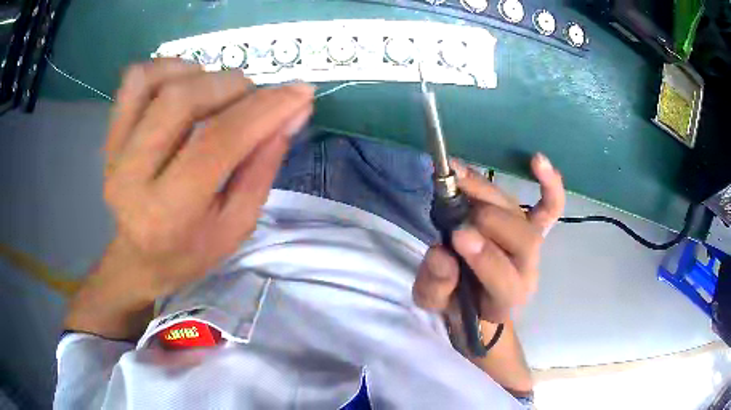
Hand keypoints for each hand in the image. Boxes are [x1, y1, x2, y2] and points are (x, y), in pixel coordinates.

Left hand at [65, 59, 312, 338]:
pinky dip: (167, 68)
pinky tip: (185, 83)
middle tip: (253, 98)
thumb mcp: (238, 224)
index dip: (264, 109)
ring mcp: (114, 152)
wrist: (140, 258)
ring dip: (199, 74)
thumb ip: (263, 166)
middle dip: (232, 87)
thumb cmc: (191, 250)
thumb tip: (294, 111)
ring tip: (218, 92)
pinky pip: (135, 80)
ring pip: (155, 82)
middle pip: (181, 100)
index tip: (300, 93)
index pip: (218, 142)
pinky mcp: (110, 135)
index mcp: (168, 213)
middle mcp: (132, 177)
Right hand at [413, 154, 564, 322]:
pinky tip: (538, 160)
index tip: (456, 236)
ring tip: (456, 175)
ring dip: (487, 193)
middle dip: (486, 219)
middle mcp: (526, 268)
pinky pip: (549, 206)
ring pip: (520, 215)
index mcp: (505, 297)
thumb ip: (436, 285)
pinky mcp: (535, 227)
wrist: (478, 301)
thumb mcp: (433, 302)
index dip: (484, 255)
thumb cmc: (456, 303)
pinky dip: (549, 184)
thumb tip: (442, 253)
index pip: (503, 276)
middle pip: (519, 237)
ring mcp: (533, 245)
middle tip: (450, 205)